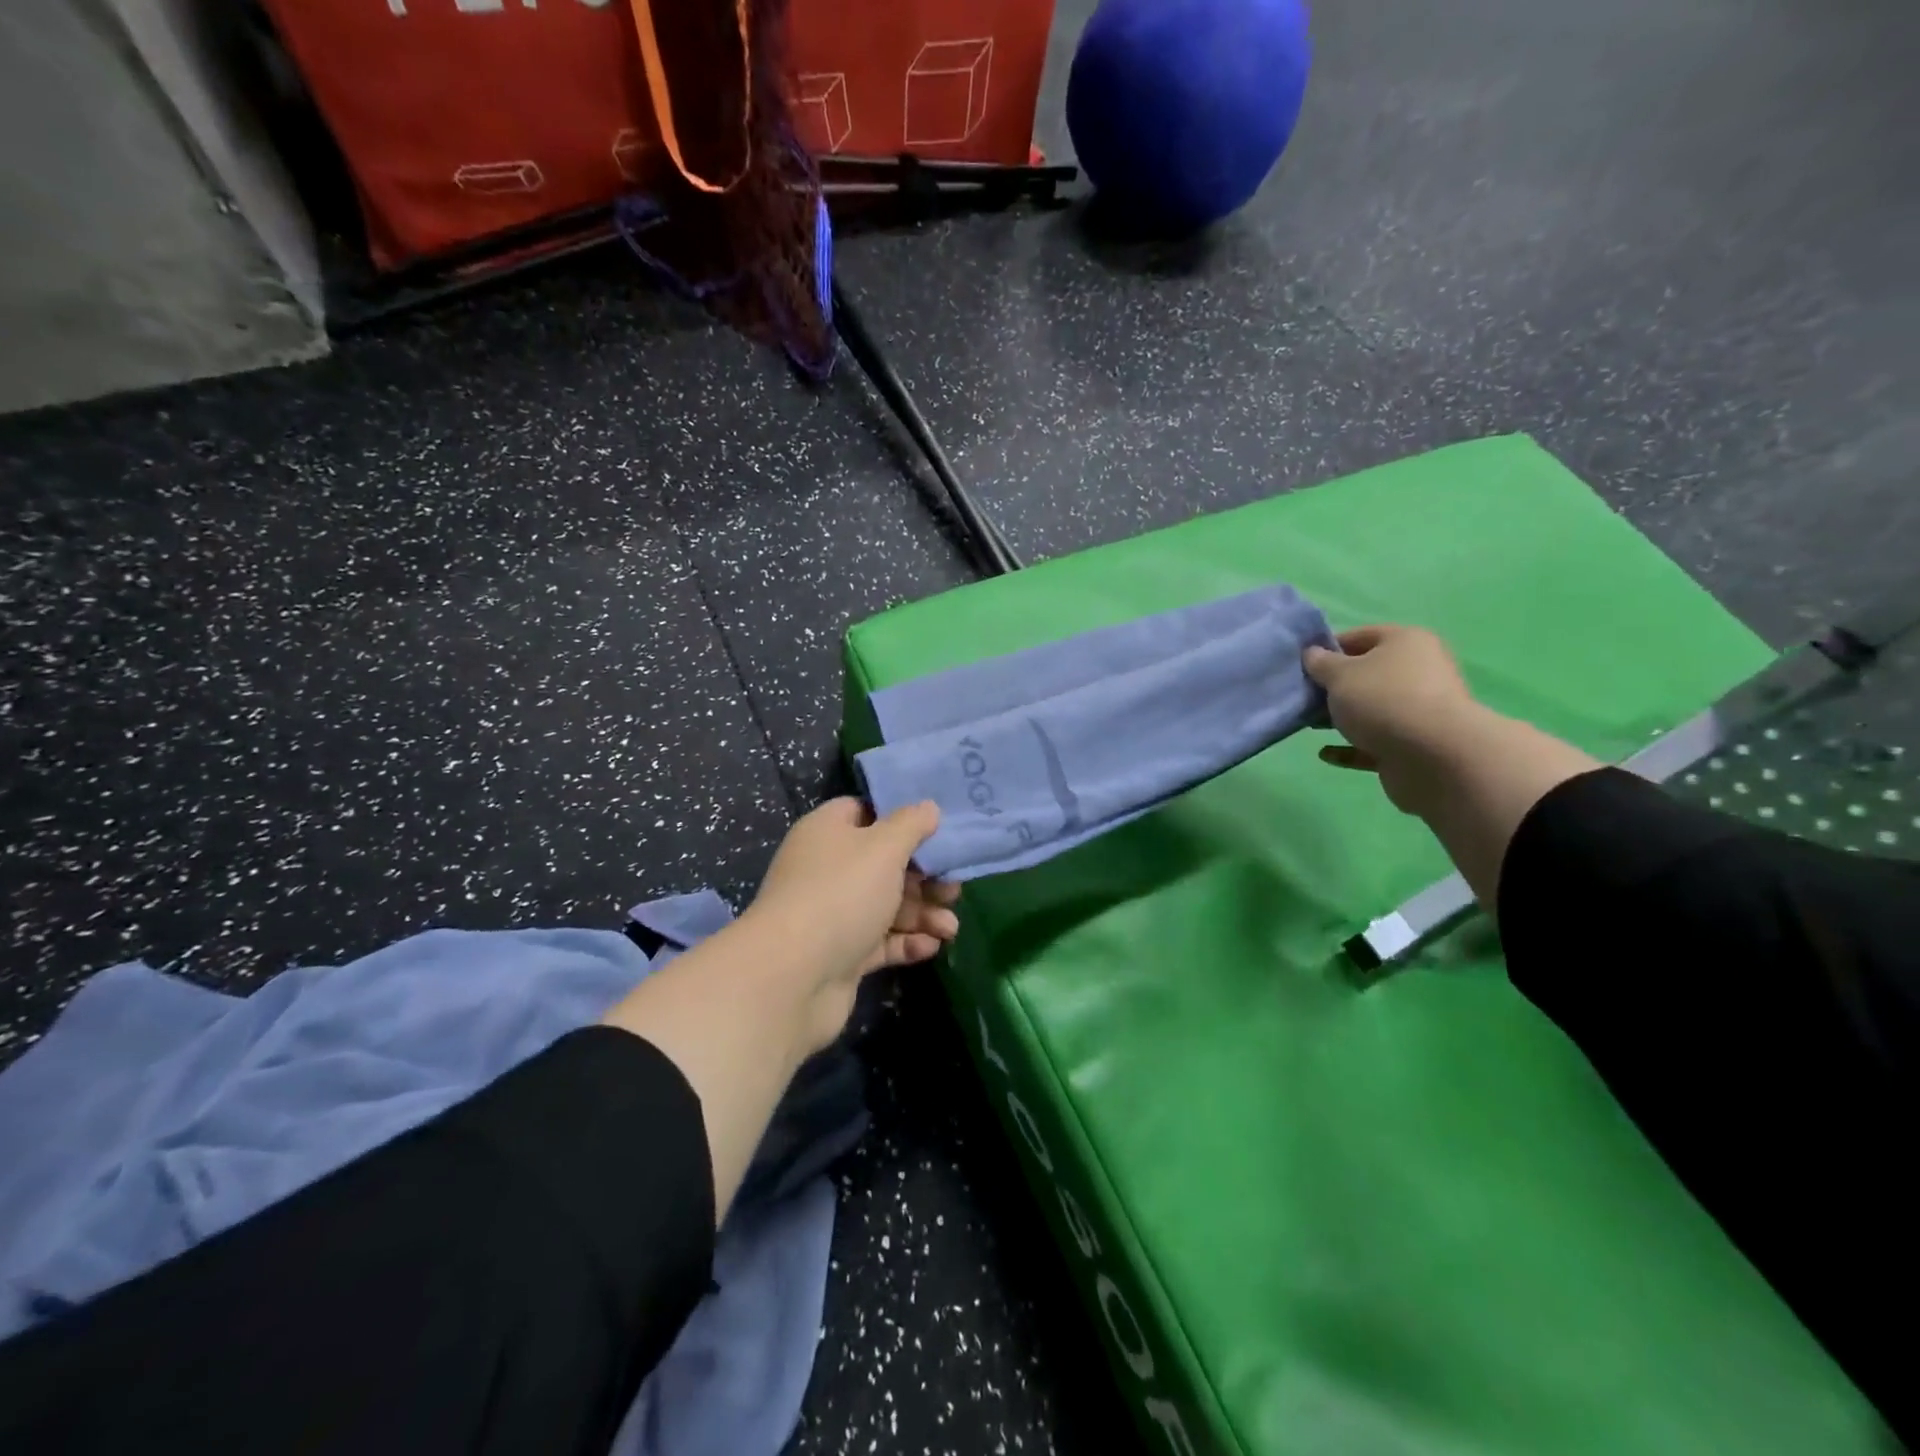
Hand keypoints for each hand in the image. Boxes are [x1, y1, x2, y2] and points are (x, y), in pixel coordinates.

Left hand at [744, 798, 959, 1050]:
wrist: (793, 977)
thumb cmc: (842, 894)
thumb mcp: (883, 848)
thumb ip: (911, 825)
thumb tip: (928, 807)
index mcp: (828, 832)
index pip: (865, 813)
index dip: (900, 819)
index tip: (936, 830)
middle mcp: (828, 869)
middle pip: (883, 863)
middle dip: (923, 877)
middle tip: (954, 888)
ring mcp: (833, 914)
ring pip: (887, 905)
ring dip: (922, 913)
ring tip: (950, 927)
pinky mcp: (842, 954)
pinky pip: (881, 941)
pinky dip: (907, 942)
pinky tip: (932, 946)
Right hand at [1303, 624, 1488, 813]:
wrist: (1433, 756)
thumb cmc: (1383, 700)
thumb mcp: (1340, 675)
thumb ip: (1321, 663)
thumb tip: (1313, 654)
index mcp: (1406, 643)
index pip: (1362, 636)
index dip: (1329, 648)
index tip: (1303, 665)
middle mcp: (1419, 671)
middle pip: (1368, 674)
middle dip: (1335, 687)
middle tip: (1305, 697)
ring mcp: (1420, 710)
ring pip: (1372, 709)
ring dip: (1342, 717)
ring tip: (1311, 726)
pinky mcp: (1415, 744)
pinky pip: (1376, 742)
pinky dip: (1351, 747)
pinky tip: (1327, 754)